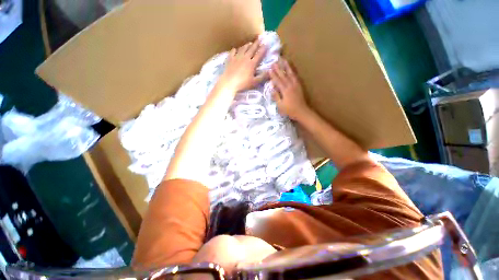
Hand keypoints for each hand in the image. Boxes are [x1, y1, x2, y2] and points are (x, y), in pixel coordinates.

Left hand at [219, 39, 267, 92]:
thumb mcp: (254, 82)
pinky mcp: (230, 59)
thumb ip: (263, 77)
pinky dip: (235, 50)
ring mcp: (237, 57)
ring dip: (247, 45)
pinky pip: (233, 52)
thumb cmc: (243, 84)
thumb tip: (270, 71)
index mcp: (252, 64)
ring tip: (249, 43)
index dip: (263, 49)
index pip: (259, 55)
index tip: (266, 44)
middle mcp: (245, 58)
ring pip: (243, 49)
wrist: (229, 82)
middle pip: (251, 49)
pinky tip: (235, 49)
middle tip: (259, 38)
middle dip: (256, 44)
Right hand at [270, 59, 310, 120]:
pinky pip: (295, 76)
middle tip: (274, 61)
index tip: (269, 69)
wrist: (301, 112)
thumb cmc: (289, 110)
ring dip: (286, 66)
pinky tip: (291, 69)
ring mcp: (295, 85)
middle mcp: (290, 85)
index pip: (278, 81)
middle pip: (283, 75)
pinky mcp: (299, 86)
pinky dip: (292, 71)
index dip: (273, 75)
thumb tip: (272, 88)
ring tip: (284, 60)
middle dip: (278, 68)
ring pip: (290, 73)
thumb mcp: (280, 105)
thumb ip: (276, 96)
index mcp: (285, 90)